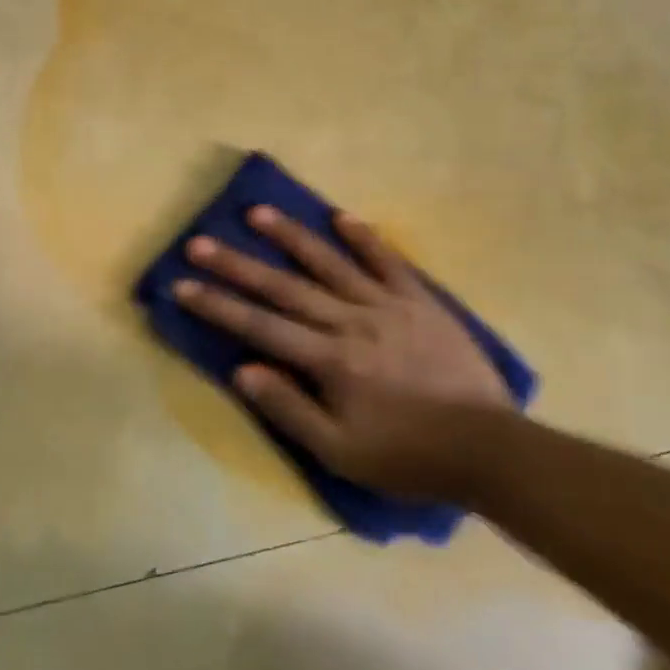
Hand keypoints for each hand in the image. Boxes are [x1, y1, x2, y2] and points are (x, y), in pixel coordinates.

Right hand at [172, 207, 515, 497]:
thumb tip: (242, 370)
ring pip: (330, 263)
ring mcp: (388, 306)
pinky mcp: (421, 301)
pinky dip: (365, 238)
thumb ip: (289, 409)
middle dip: (237, 264)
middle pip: (284, 287)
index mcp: (330, 361)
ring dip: (290, 236)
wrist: (488, 448)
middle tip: (199, 242)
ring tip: (257, 212)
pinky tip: (341, 216)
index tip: (181, 285)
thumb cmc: (408, 457)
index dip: (217, 305)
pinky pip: (389, 262)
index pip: (260, 326)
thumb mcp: (341, 453)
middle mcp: (352, 322)